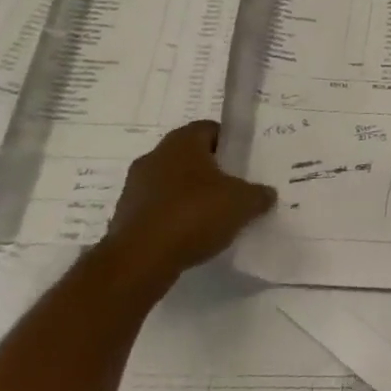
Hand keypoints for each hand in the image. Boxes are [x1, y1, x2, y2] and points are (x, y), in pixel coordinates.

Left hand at [100, 121, 275, 292]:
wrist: (139, 260)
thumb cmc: (194, 214)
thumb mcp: (242, 203)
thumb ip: (258, 195)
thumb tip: (267, 194)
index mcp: (183, 141)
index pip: (210, 129)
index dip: (230, 144)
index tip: (244, 164)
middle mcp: (155, 155)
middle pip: (190, 156)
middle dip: (211, 171)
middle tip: (233, 189)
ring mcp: (135, 186)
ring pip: (172, 183)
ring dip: (189, 195)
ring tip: (213, 217)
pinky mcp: (124, 216)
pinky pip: (157, 209)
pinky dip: (173, 218)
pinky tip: (189, 237)